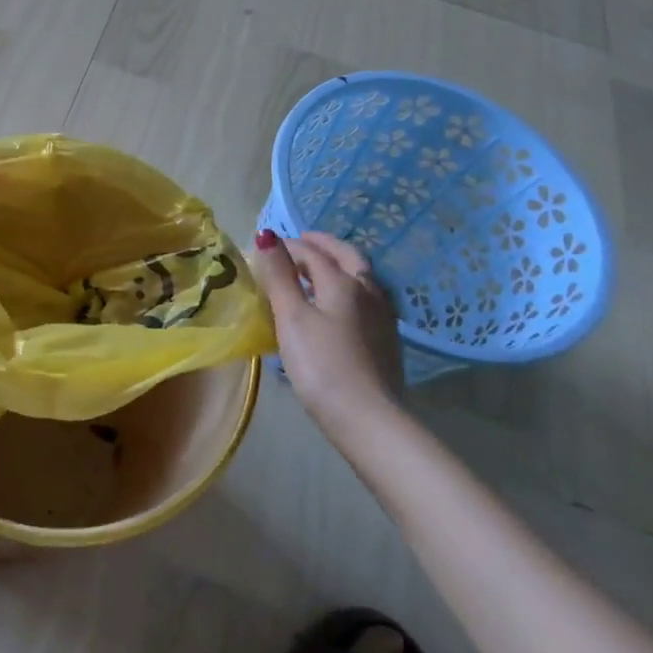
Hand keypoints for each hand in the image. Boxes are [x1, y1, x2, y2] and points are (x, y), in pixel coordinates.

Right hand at [249, 230, 403, 433]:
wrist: (368, 418)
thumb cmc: (321, 365)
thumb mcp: (292, 317)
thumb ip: (279, 275)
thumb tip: (267, 235)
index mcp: (344, 282)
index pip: (312, 253)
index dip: (288, 247)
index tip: (265, 249)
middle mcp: (369, 291)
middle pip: (346, 257)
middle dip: (322, 246)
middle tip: (301, 243)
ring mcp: (383, 317)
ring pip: (361, 278)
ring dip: (338, 266)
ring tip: (316, 272)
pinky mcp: (387, 340)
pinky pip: (366, 300)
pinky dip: (348, 289)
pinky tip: (338, 306)